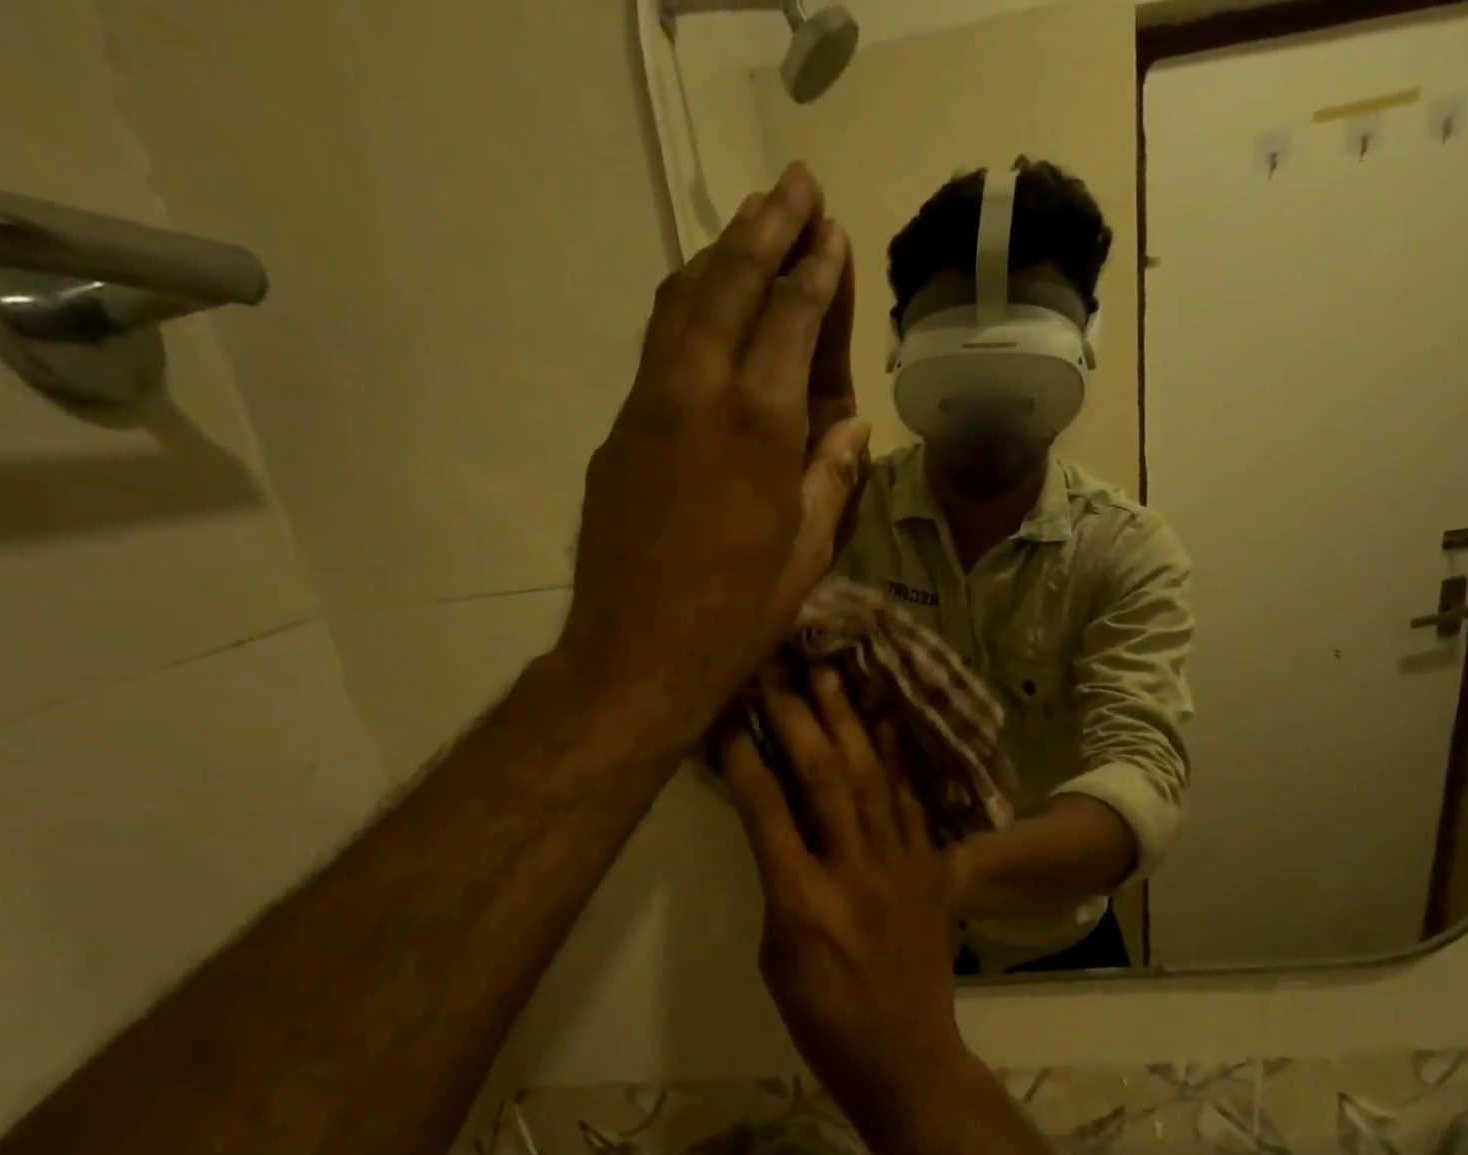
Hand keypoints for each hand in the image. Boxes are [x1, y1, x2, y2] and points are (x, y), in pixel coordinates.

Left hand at [560, 163, 867, 748]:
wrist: (636, 656)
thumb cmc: (736, 616)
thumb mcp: (806, 554)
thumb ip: (831, 478)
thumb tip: (849, 426)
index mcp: (758, 425)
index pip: (791, 320)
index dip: (815, 273)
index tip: (830, 232)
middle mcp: (697, 394)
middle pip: (729, 285)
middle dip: (764, 228)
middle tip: (794, 185)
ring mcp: (646, 409)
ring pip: (680, 306)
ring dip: (717, 256)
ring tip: (748, 223)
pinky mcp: (617, 435)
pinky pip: (656, 351)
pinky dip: (685, 311)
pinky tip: (701, 307)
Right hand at [722, 670, 972, 1142]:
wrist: (905, 1057)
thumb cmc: (822, 1019)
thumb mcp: (775, 954)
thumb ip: (777, 880)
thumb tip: (774, 823)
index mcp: (800, 900)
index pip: (764, 808)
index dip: (743, 752)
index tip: (727, 707)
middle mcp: (852, 870)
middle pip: (822, 777)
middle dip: (798, 715)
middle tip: (781, 666)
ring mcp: (899, 866)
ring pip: (872, 778)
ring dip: (849, 721)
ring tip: (833, 673)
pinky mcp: (930, 869)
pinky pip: (914, 803)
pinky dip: (901, 759)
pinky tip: (890, 720)